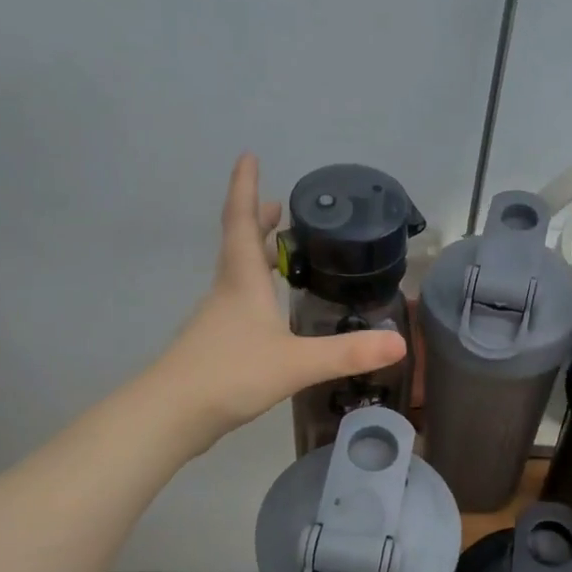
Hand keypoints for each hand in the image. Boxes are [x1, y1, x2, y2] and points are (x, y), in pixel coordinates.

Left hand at [156, 154, 406, 442]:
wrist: (171, 415)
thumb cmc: (230, 374)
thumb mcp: (296, 362)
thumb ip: (347, 353)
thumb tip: (400, 342)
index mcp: (243, 281)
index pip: (242, 222)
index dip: (245, 187)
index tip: (249, 156)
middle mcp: (227, 291)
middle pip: (241, 244)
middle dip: (259, 221)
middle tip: (281, 207)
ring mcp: (218, 319)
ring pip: (239, 275)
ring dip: (258, 256)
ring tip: (283, 252)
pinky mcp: (215, 345)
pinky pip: (240, 304)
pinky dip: (257, 291)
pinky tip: (272, 313)